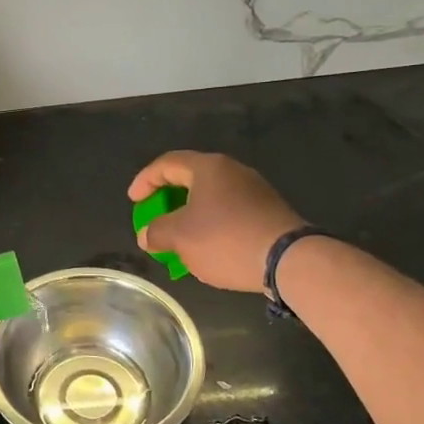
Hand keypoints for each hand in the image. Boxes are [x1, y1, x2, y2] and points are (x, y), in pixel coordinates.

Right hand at [128, 151, 303, 293]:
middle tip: (155, 218)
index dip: (145, 180)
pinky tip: (209, 248)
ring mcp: (254, 190)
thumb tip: (147, 234)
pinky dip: (212, 225)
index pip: (167, 164)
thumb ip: (157, 231)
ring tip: (179, 238)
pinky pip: (230, 211)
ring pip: (211, 197)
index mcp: (208, 168)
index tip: (134, 201)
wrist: (289, 260)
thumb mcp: (180, 237)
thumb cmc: (226, 239)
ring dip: (190, 215)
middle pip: (190, 179)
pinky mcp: (268, 211)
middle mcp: (233, 171)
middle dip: (168, 199)